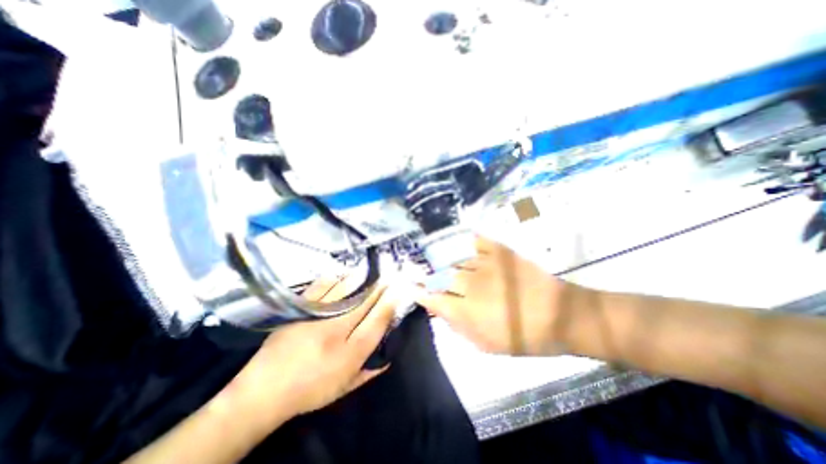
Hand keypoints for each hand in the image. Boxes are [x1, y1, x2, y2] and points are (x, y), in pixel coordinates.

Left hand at [226, 273, 397, 425]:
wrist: (263, 391)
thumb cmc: (310, 391)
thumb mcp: (344, 388)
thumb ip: (369, 372)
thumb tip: (389, 357)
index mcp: (350, 353)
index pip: (378, 321)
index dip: (390, 303)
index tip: (399, 290)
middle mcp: (337, 331)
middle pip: (365, 302)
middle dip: (380, 287)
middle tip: (390, 275)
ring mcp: (317, 317)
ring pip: (346, 290)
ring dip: (362, 279)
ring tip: (372, 271)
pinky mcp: (301, 309)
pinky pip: (322, 287)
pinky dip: (336, 279)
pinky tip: (344, 274)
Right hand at [420, 236, 585, 354]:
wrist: (562, 315)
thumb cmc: (525, 336)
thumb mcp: (489, 346)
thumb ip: (460, 329)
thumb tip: (441, 313)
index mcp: (468, 311)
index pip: (434, 299)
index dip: (420, 293)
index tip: (411, 289)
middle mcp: (472, 286)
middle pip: (440, 276)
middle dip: (426, 275)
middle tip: (416, 270)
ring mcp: (486, 266)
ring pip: (454, 259)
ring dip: (439, 258)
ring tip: (428, 254)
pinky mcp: (500, 253)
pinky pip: (476, 242)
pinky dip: (463, 240)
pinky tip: (454, 238)